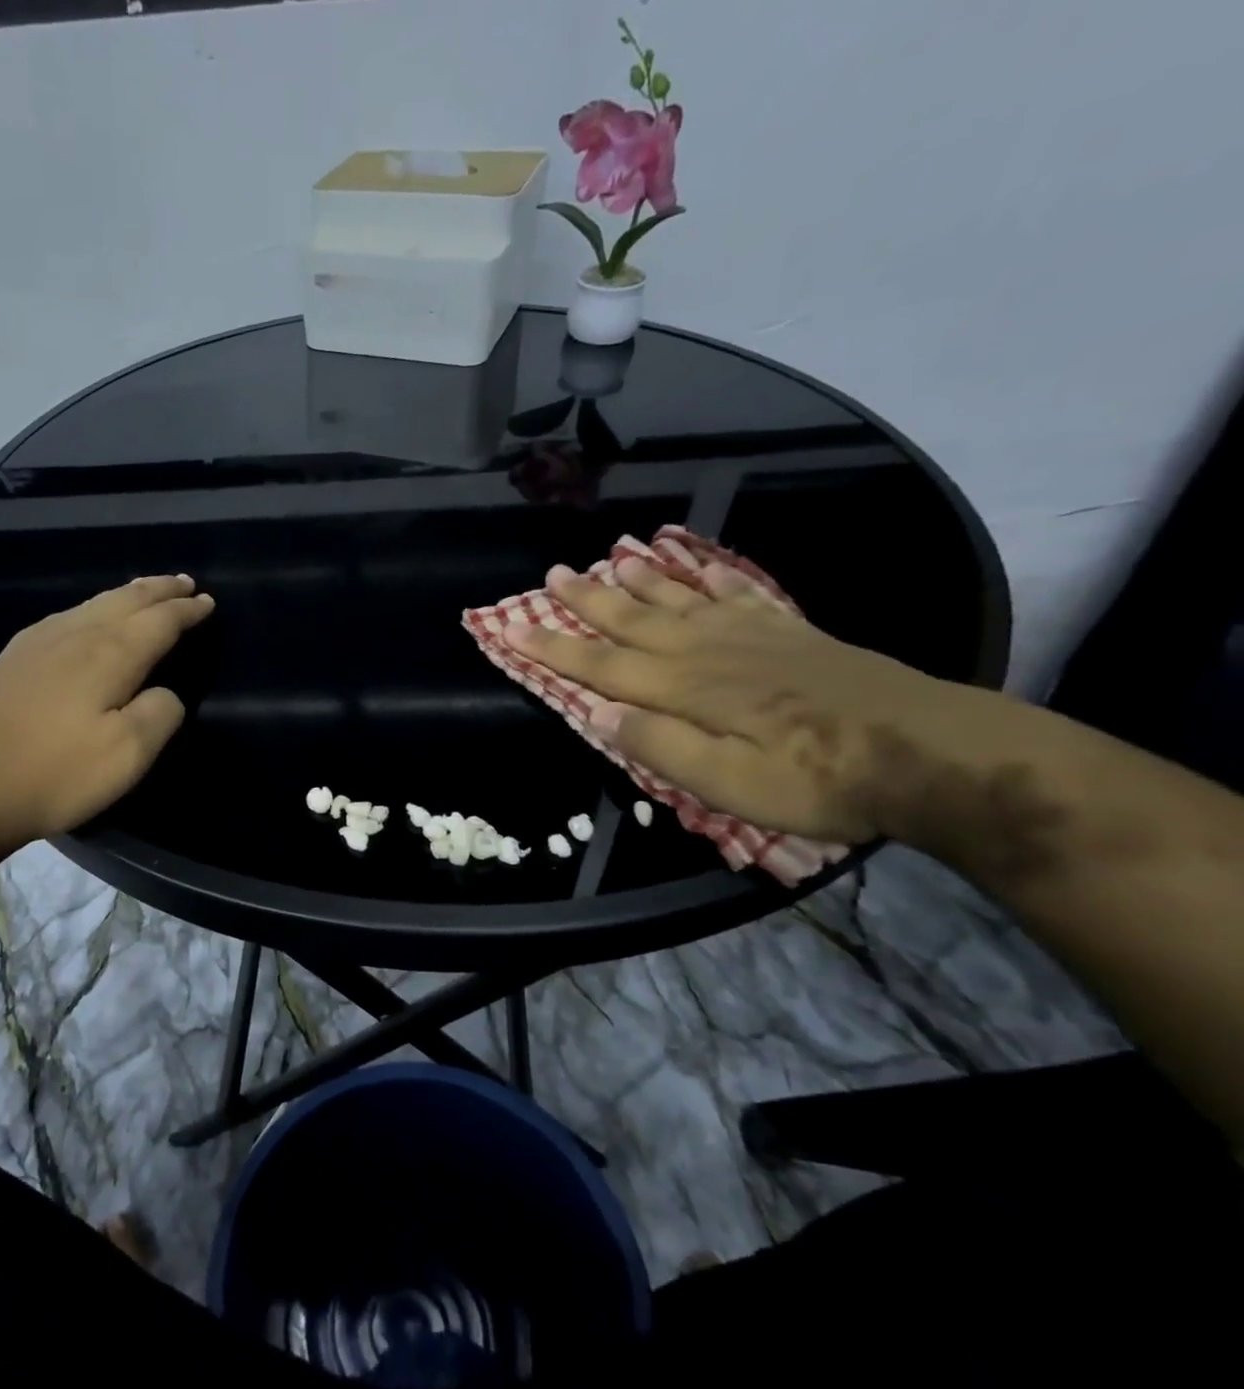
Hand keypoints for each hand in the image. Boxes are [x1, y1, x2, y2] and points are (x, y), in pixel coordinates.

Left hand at [0, 575, 213, 851]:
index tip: (208, 602)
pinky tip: (87, 616)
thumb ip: (159, 714)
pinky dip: (94, 607)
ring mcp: (38, 642)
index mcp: (109, 655)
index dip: (186, 611)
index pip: (159, 621)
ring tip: (147, 589)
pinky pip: (67, 615)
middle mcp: (75, 635)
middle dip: (160, 590)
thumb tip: (165, 692)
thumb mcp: (126, 755)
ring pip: (94, 603)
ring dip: (128, 594)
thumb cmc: (55, 773)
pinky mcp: (13, 658)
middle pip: (126, 600)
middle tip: (185, 582)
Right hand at [503, 556, 983, 843]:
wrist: (926, 751)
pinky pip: (739, 593)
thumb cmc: (815, 779)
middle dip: (587, 600)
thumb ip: (658, 746)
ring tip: (611, 556)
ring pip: (679, 599)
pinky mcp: (789, 633)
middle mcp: (705, 652)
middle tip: (553, 573)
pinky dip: (712, 576)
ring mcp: (750, 636)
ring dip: (640, 580)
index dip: (553, 648)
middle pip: (633, 620)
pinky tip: (700, 563)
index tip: (511, 628)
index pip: (600, 665)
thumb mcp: (726, 783)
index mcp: (683, 690)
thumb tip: (595, 714)